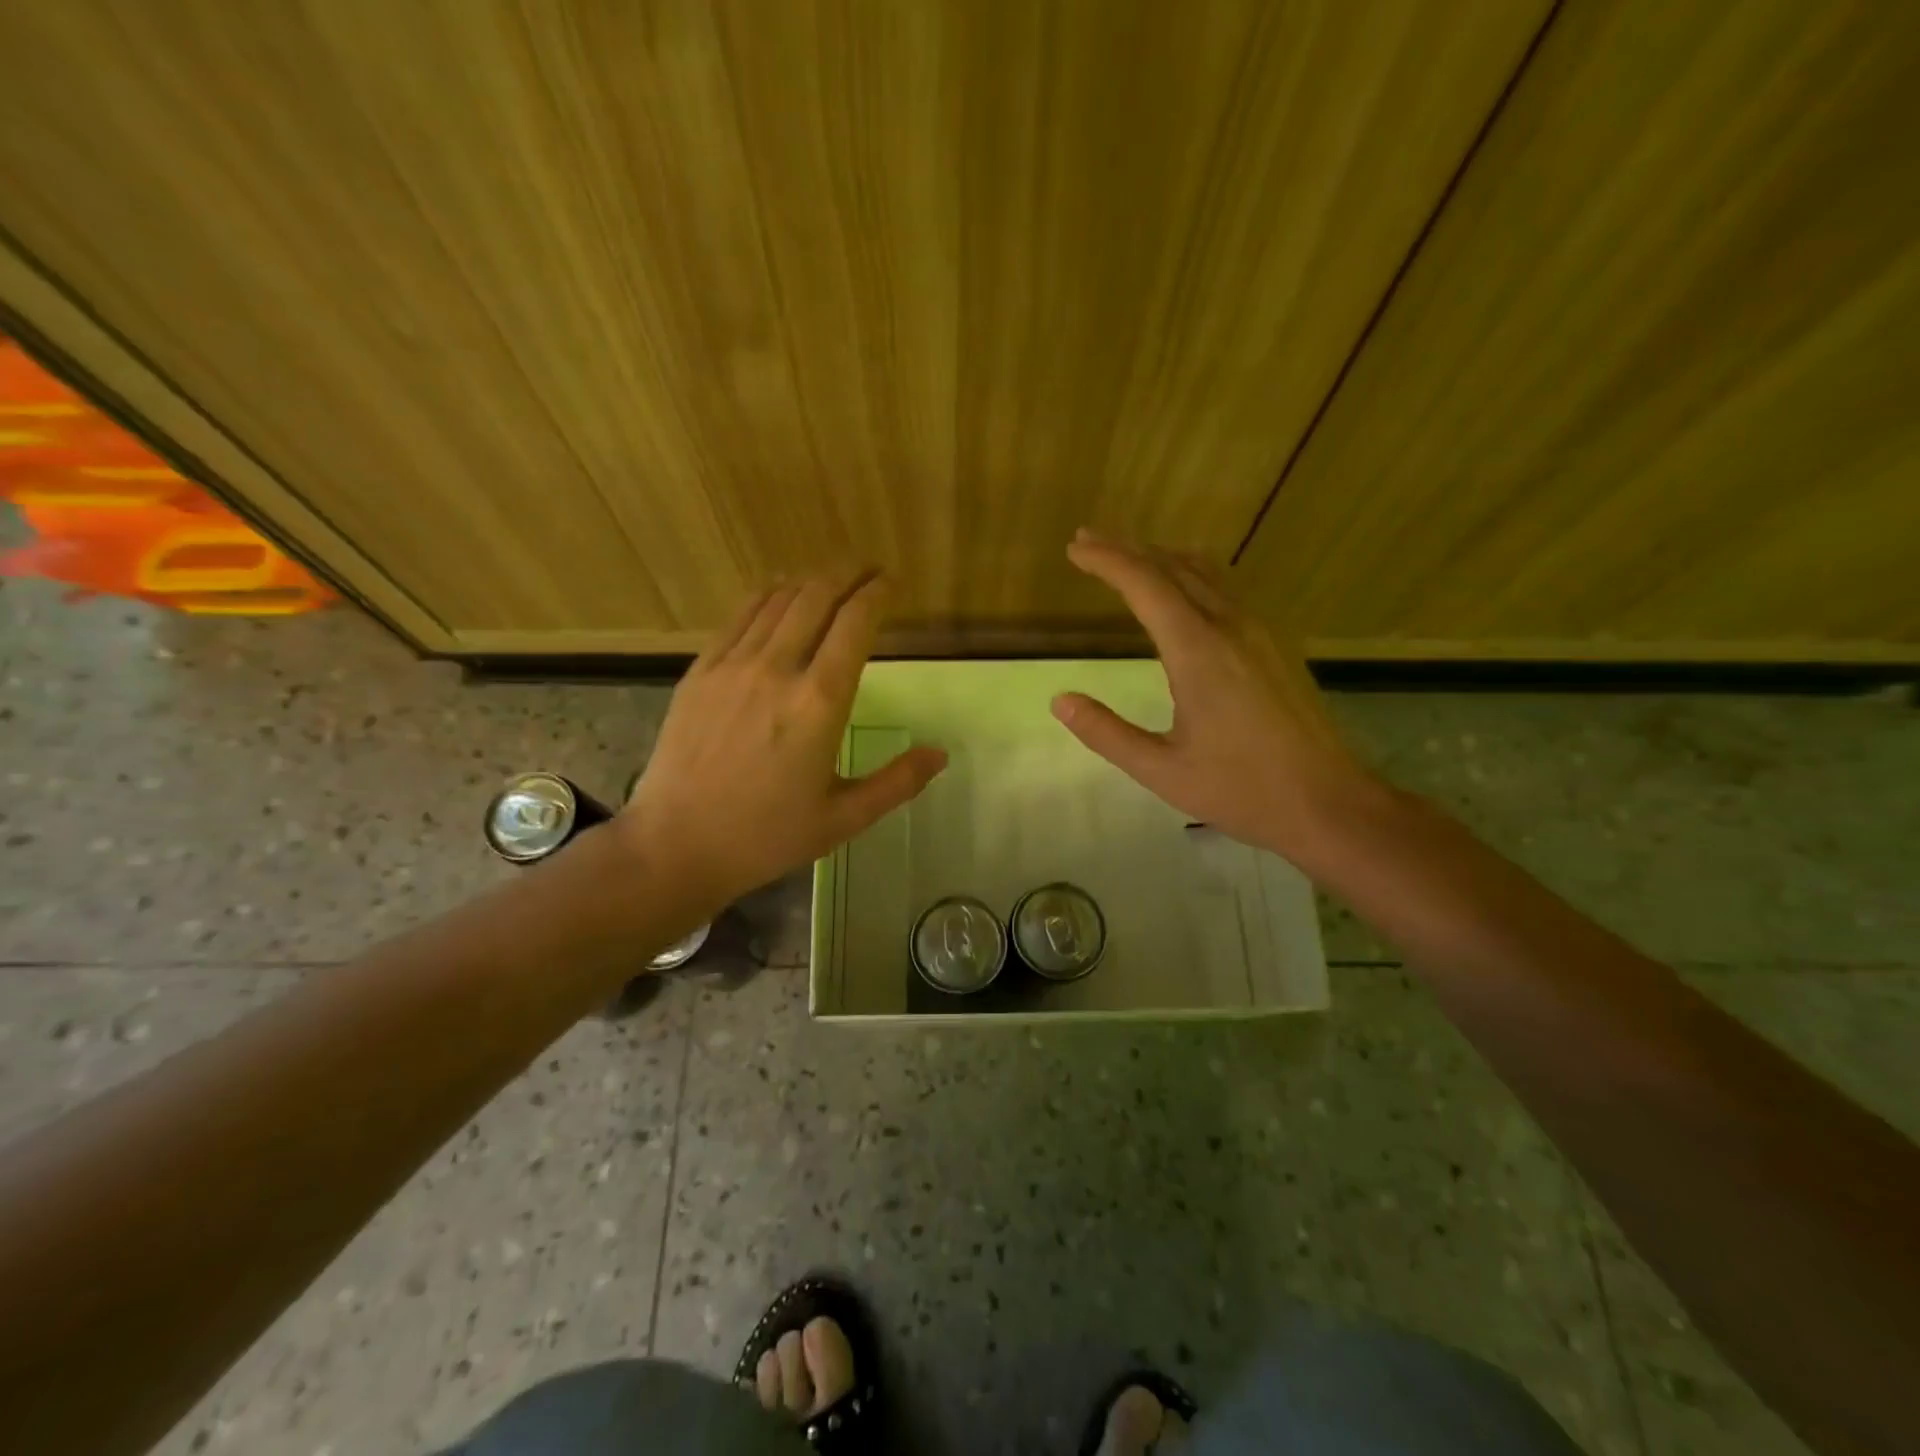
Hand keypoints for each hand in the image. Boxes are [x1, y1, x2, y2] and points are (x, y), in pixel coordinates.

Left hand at [618, 570, 946, 907]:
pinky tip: (776, 592)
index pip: (855, 624)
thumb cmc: (766, 836)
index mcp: (819, 703)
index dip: (876, 594)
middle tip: (866, 569)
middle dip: (846, 575)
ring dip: (808, 581)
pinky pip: (739, 617)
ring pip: (777, 600)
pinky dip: (765, 596)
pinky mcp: (700, 671)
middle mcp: (777, 669)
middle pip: (816, 598)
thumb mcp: (843, 819)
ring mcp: (732, 665)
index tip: (890, 582)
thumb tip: (939, 754)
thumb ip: (897, 783)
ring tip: (829, 576)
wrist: (675, 844)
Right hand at [1051, 531, 1388, 867]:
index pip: (1145, 585)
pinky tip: (1185, 588)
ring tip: (1129, 555)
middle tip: (1088, 541)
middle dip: (1127, 549)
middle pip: (1174, 567)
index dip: (1107, 561)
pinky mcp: (1275, 645)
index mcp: (1198, 651)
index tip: (1075, 549)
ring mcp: (1259, 631)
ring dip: (1162, 557)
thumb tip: (1061, 700)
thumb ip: (1107, 733)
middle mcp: (1230, 626)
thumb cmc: (1241, 789)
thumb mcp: (1161, 770)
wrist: (1328, 802)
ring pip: (1206, 572)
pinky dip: (1192, 573)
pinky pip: (1228, 588)